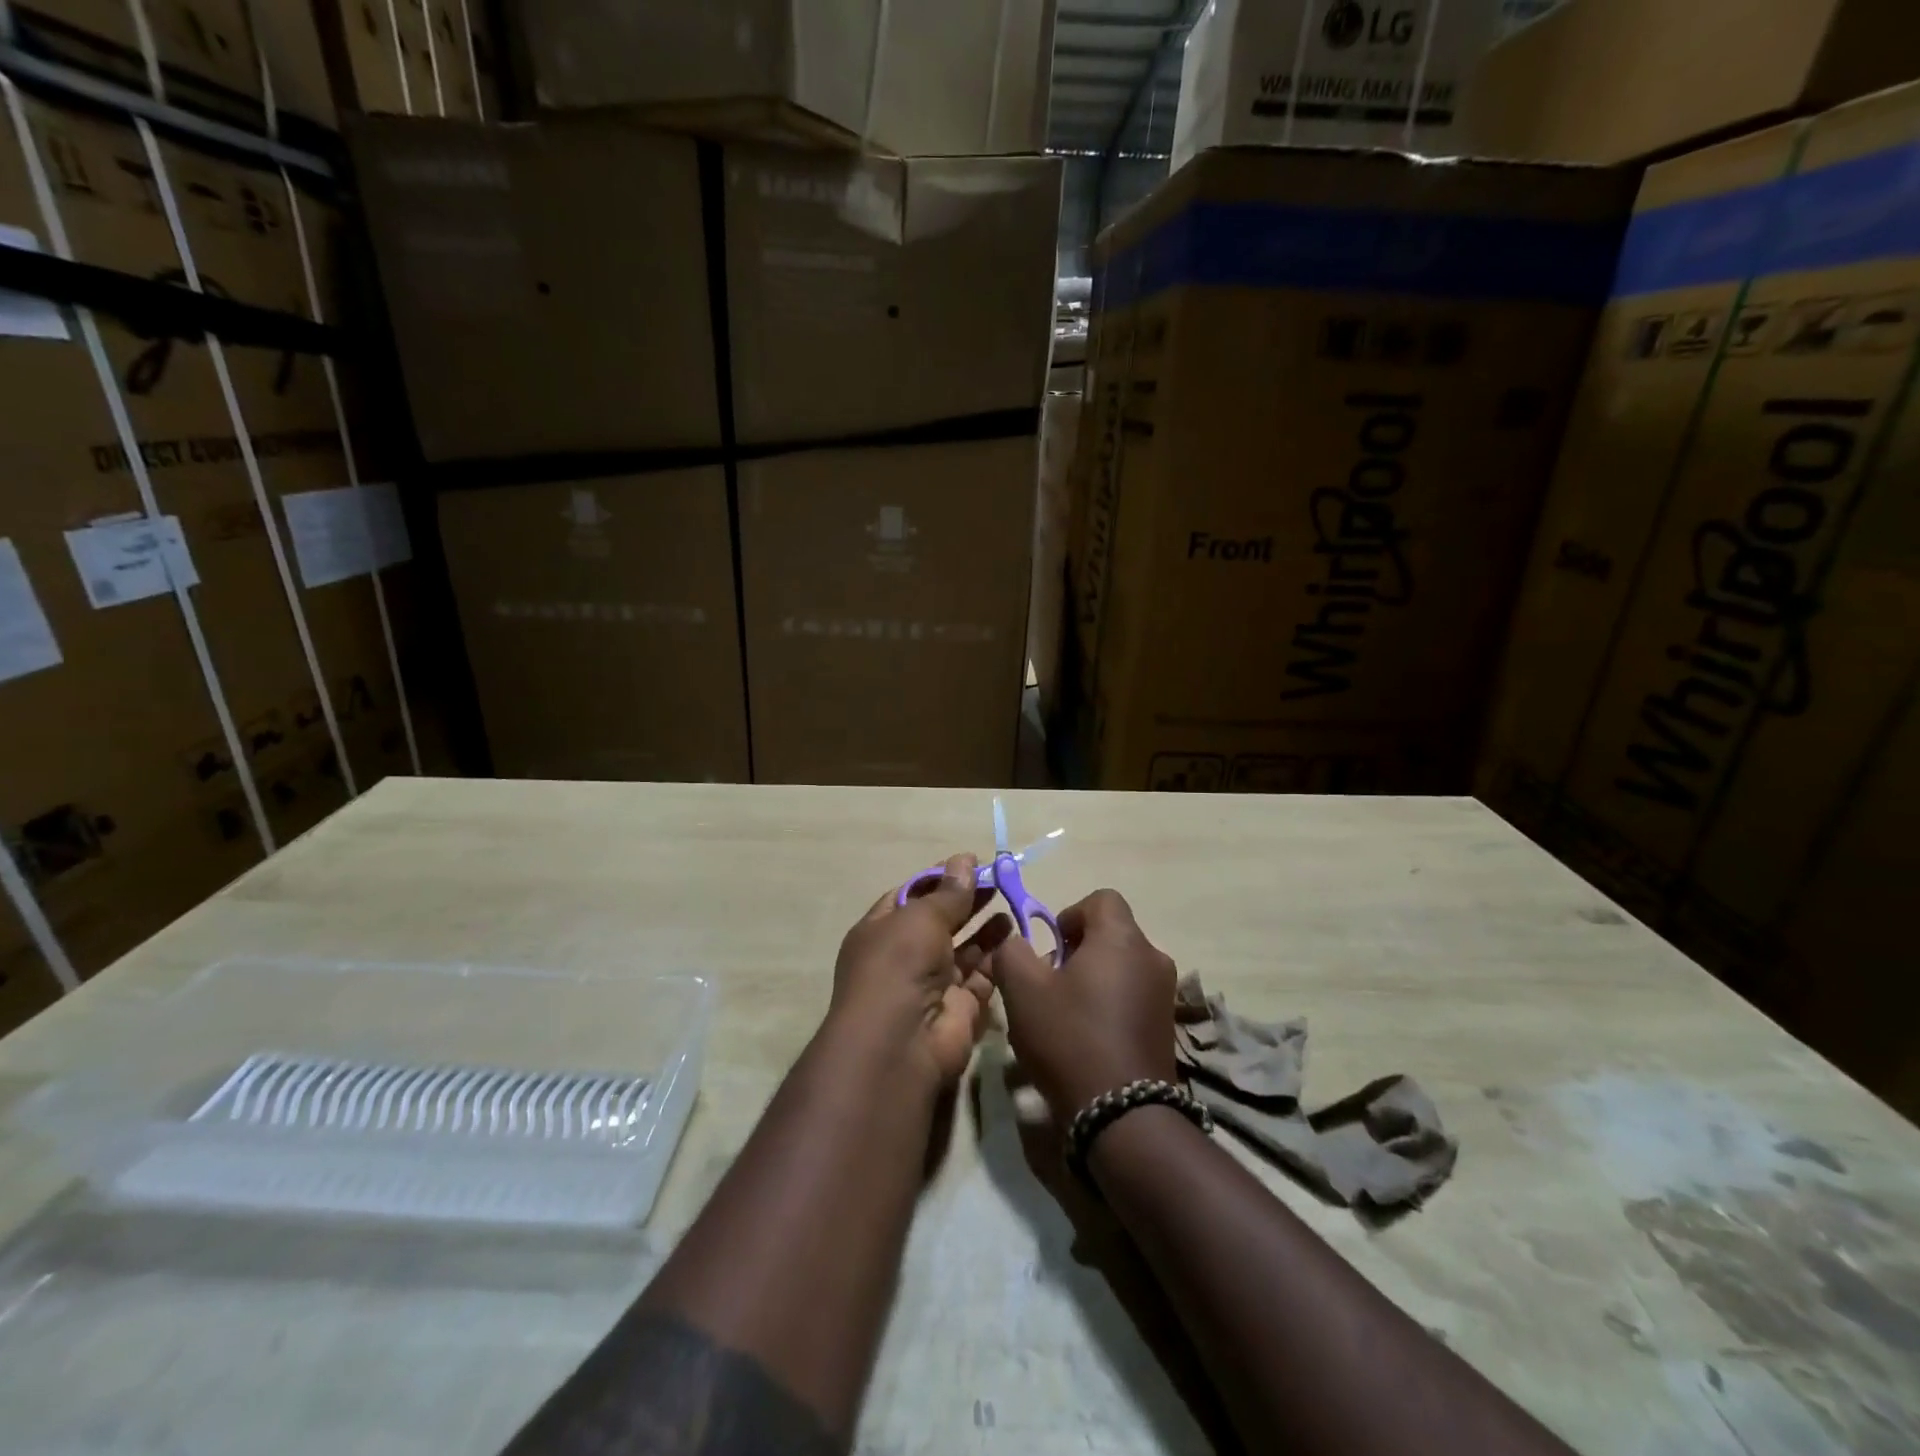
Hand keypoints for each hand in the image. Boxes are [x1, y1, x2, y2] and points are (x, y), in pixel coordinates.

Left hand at [828, 854, 1009, 1091]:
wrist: (902, 1044)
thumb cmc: (899, 965)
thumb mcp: (920, 918)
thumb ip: (947, 892)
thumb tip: (964, 860)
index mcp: (881, 931)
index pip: (910, 896)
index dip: (939, 878)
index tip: (970, 863)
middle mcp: (905, 956)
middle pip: (941, 921)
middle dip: (967, 900)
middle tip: (999, 879)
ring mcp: (933, 984)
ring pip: (964, 948)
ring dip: (985, 927)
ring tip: (1011, 901)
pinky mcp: (961, 1007)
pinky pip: (982, 975)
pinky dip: (997, 956)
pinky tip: (1015, 933)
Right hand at [986, 889, 1177, 1123]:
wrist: (1124, 1115)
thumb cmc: (1070, 1038)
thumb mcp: (1022, 990)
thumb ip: (1012, 952)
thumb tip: (1017, 941)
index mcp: (1122, 938)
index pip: (1101, 898)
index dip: (1069, 914)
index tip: (1049, 947)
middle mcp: (1152, 957)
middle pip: (1111, 934)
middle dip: (1077, 951)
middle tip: (1051, 984)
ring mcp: (1165, 993)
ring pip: (1122, 966)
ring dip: (1094, 979)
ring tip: (1066, 1015)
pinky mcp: (1168, 1026)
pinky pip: (1134, 996)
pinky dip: (1111, 1004)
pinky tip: (1088, 1039)